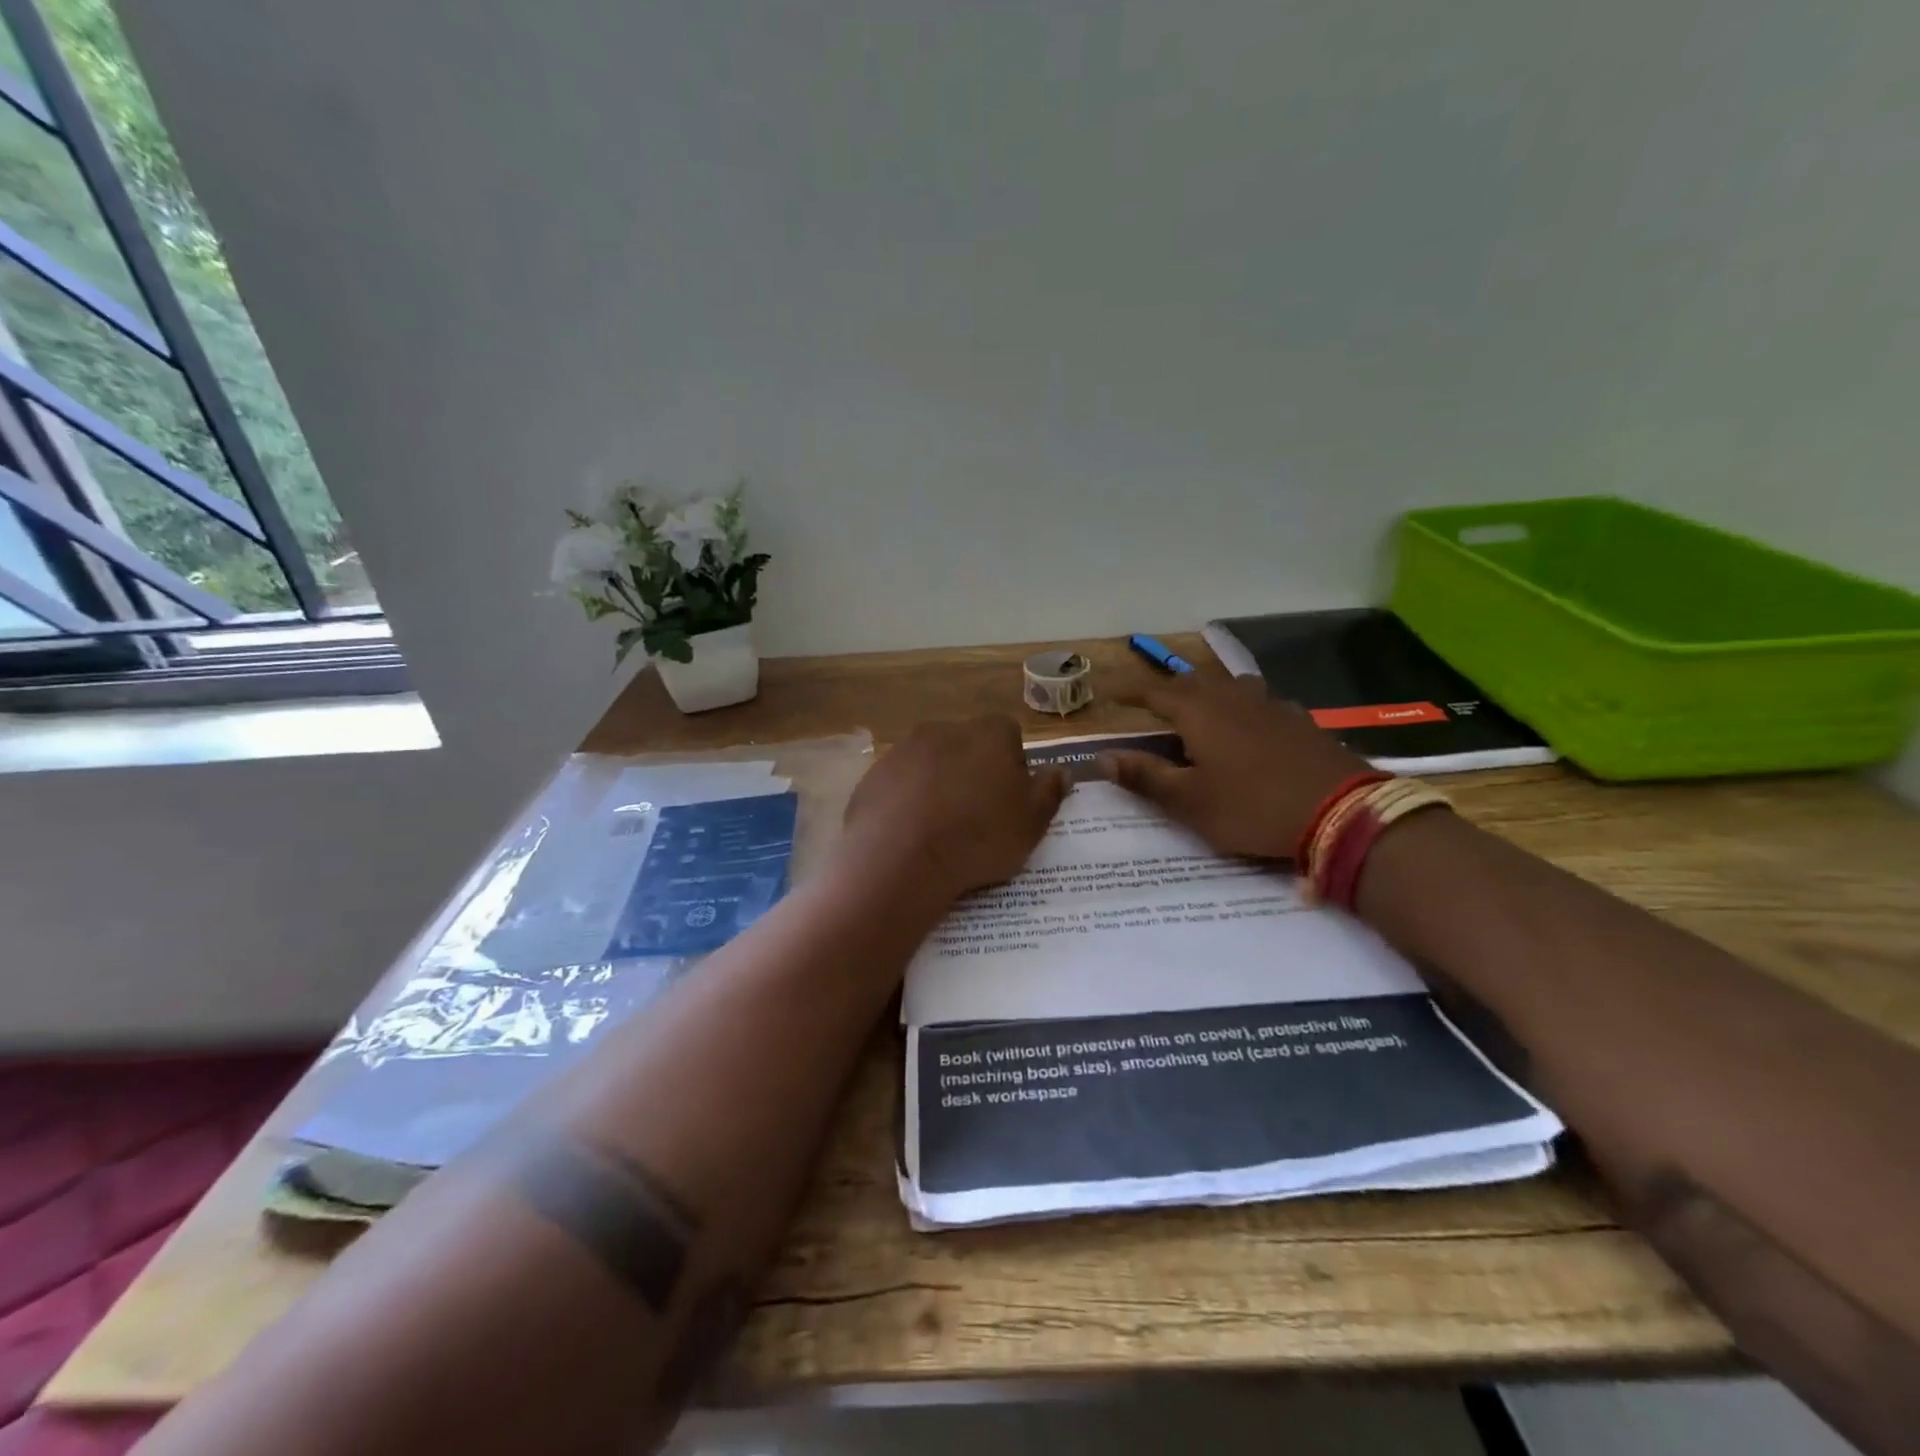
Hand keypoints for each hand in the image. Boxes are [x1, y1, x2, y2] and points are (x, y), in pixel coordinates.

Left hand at [843, 716, 1069, 900]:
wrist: (901, 857)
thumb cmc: (978, 837)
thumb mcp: (1031, 823)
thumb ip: (1049, 791)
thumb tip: (1060, 771)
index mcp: (989, 734)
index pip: (1009, 734)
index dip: (1012, 765)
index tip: (1008, 800)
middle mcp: (945, 729)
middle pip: (968, 745)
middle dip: (972, 771)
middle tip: (975, 816)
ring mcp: (904, 749)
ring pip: (930, 762)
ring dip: (937, 784)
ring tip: (939, 828)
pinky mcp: (874, 774)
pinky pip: (900, 783)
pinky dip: (906, 800)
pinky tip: (909, 833)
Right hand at [1099, 672, 1369, 860]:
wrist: (1342, 812)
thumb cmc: (1252, 808)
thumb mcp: (1190, 801)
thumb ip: (1145, 777)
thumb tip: (1102, 758)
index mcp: (1199, 713)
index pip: (1153, 692)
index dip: (1127, 690)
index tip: (1105, 688)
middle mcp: (1232, 698)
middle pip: (1191, 682)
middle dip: (1165, 690)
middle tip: (1148, 704)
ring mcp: (1269, 705)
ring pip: (1227, 686)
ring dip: (1204, 693)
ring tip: (1195, 709)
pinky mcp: (1297, 720)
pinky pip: (1257, 701)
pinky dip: (1239, 706)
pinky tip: (1246, 726)